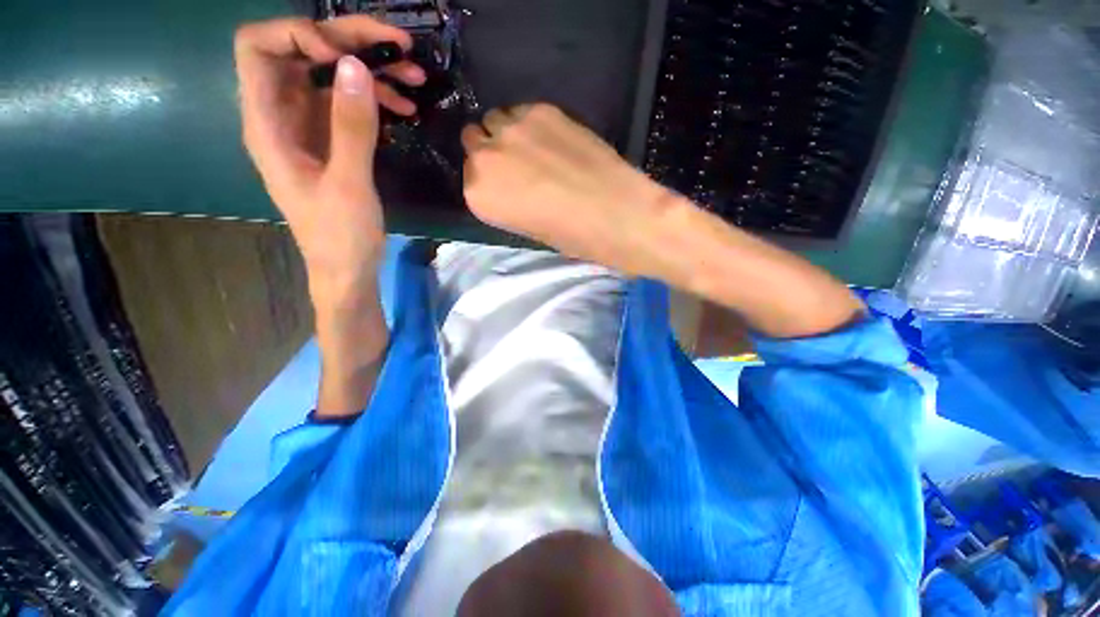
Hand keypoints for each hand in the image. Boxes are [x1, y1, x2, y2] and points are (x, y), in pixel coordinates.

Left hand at [234, 17, 425, 293]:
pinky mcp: (332, 140)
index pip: (259, 48)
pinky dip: (377, 98)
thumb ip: (351, 127)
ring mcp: (309, 127)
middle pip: (302, 52)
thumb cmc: (340, 235)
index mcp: (267, 124)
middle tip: (399, 47)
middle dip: (348, 41)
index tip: (347, 55)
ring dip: (371, 69)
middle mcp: (282, 115)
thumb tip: (356, 66)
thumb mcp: (348, 184)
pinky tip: (406, 108)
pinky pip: (349, 104)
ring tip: (414, 77)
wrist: (347, 268)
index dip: (298, 34)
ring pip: (331, 76)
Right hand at [462, 104, 675, 277]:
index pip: (469, 177)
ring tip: (539, 149)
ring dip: (510, 133)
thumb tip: (511, 182)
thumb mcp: (529, 229)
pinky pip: (525, 111)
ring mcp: (512, 127)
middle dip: (492, 151)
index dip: (490, 179)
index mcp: (478, 195)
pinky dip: (534, 123)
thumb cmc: (571, 236)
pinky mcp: (542, 109)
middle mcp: (484, 157)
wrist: (614, 212)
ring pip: (498, 119)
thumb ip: (508, 201)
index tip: (507, 185)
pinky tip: (556, 140)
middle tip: (520, 164)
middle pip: (475, 140)